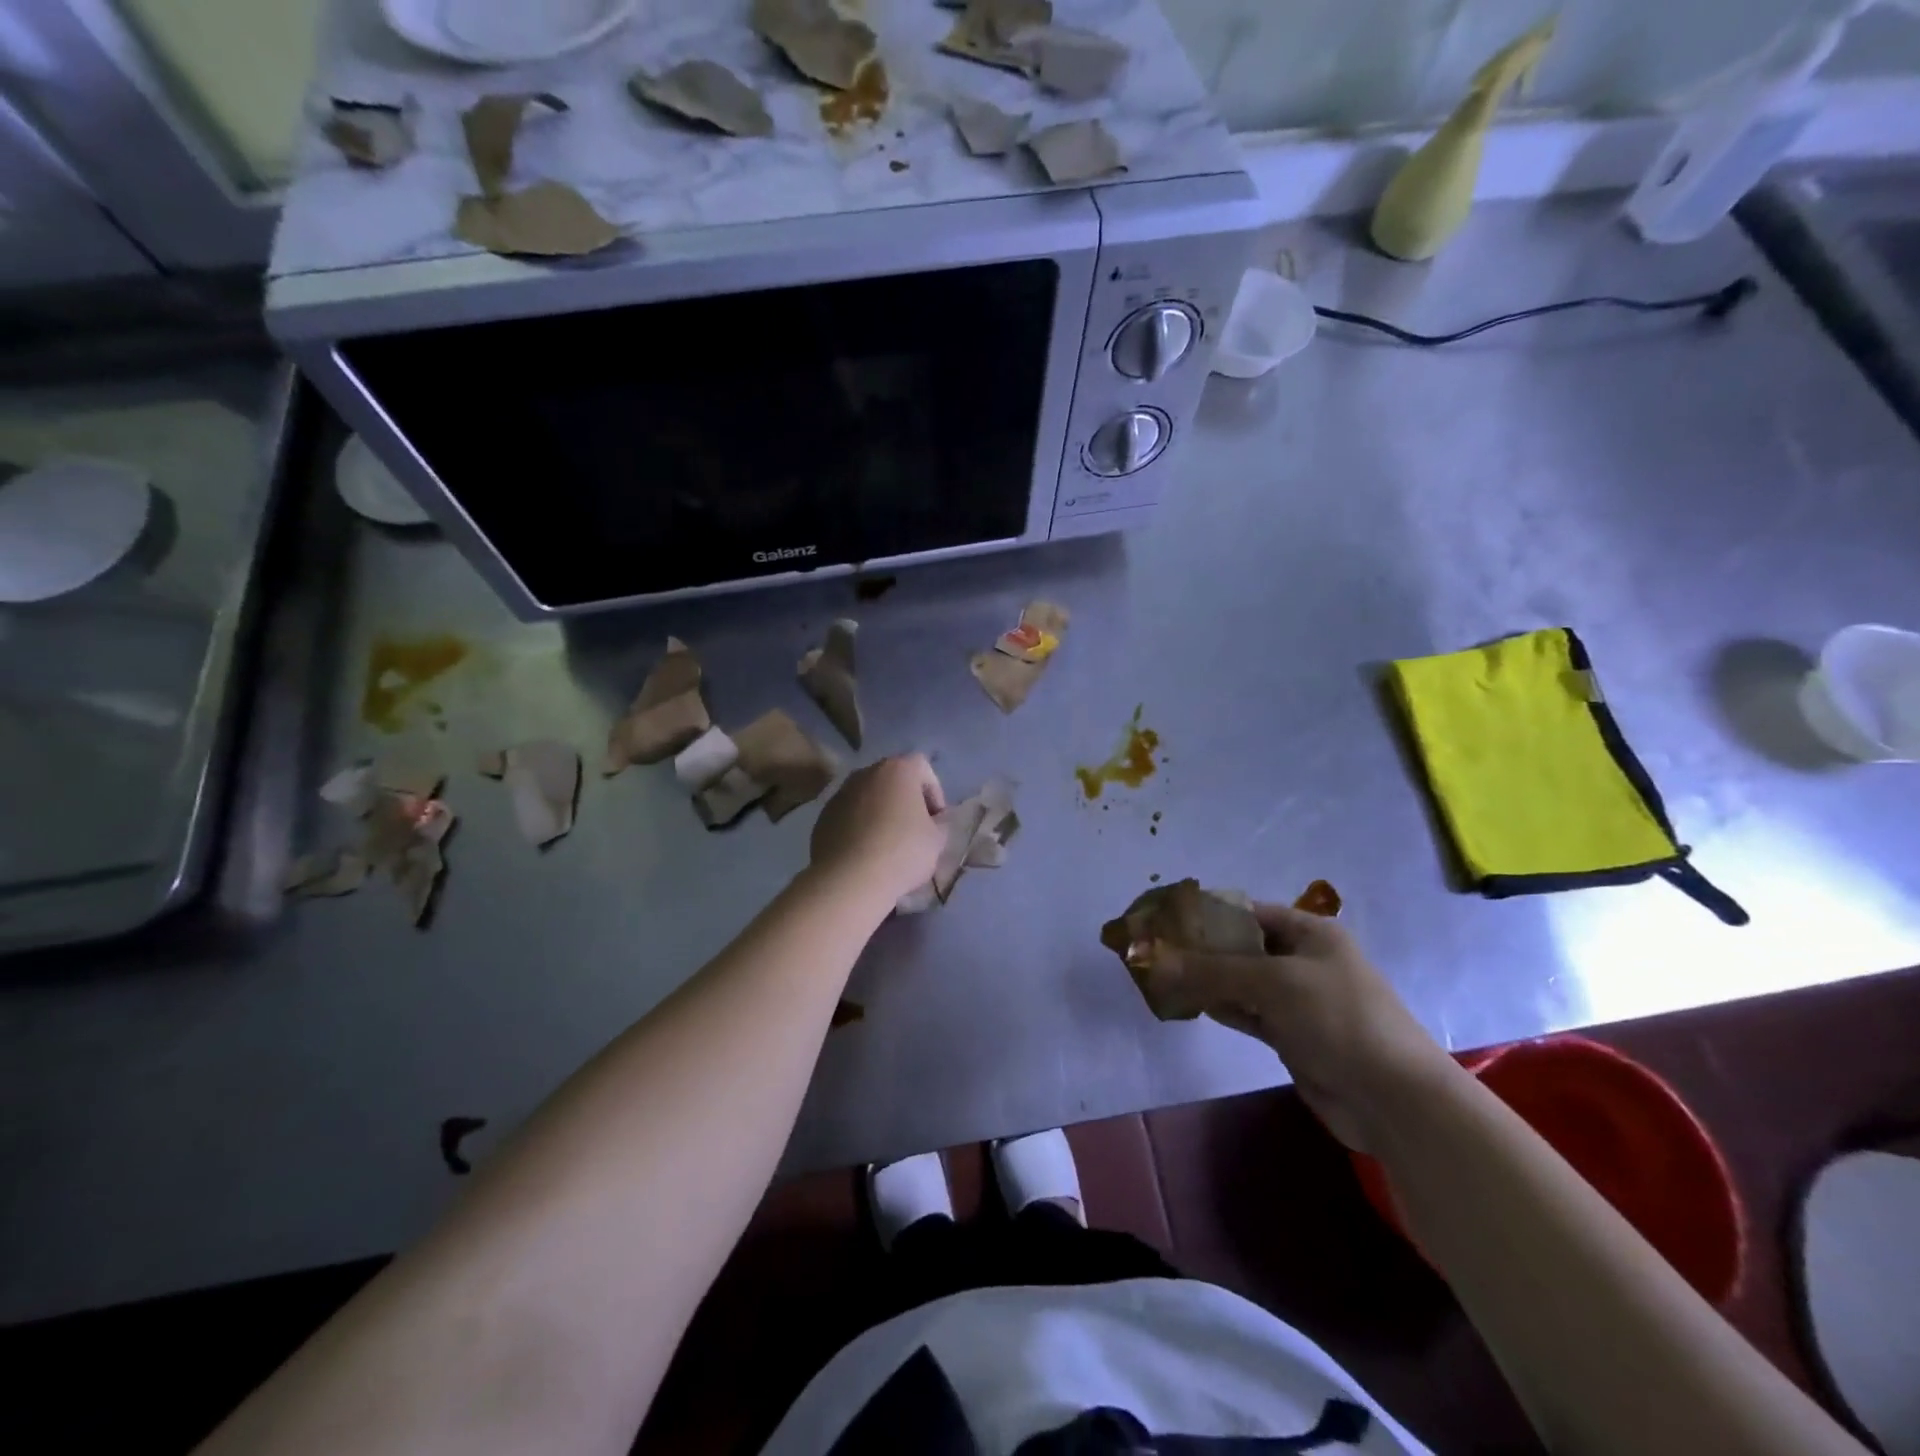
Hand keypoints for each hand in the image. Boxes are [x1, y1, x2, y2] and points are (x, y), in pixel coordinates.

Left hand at [809, 754, 946, 903]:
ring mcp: (841, 793)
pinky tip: (865, 852)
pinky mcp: (823, 816)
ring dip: (881, 813)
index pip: (923, 768)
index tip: (936, 820)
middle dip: (906, 800)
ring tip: (888, 843)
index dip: (935, 793)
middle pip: (893, 780)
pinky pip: (849, 815)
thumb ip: (941, 823)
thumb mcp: (937, 840)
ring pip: (869, 797)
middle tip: (915, 829)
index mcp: (897, 769)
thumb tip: (936, 820)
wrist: (849, 879)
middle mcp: (866, 773)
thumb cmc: (902, 852)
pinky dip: (859, 826)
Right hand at [1151, 904, 1458, 1153]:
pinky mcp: (1292, 1036)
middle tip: (1155, 953)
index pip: (1247, 912)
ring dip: (1206, 981)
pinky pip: (1248, 1013)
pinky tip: (1188, 1005)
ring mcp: (1298, 1001)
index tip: (1164, 922)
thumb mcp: (1272, 984)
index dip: (1206, 915)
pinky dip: (1221, 1007)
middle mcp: (1303, 960)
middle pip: (1241, 947)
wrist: (1396, 1100)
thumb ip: (1210, 970)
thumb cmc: (1339, 1020)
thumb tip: (1150, 958)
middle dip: (1200, 950)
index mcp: (1309, 933)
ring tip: (1160, 977)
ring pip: (1241, 982)